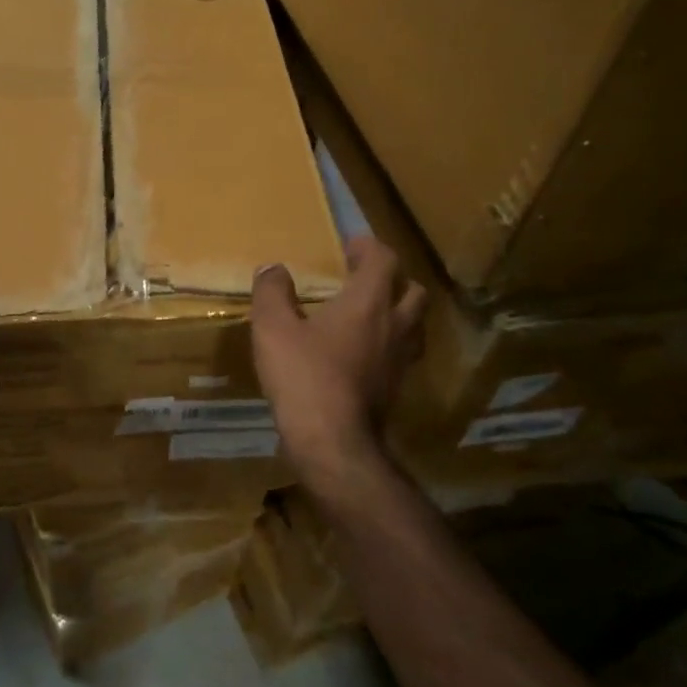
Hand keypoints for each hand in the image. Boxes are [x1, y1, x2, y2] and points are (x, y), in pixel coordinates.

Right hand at [251, 234, 427, 495]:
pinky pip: (402, 353)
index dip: (369, 248)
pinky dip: (389, 343)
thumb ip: (272, 292)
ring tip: (368, 314)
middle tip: (363, 279)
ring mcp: (400, 360)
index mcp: (368, 303)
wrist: (332, 441)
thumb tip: (272, 268)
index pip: (384, 260)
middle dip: (392, 278)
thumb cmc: (303, 376)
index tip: (350, 245)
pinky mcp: (396, 387)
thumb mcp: (273, 328)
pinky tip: (363, 353)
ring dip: (398, 311)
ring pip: (414, 324)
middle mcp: (395, 325)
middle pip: (412, 290)